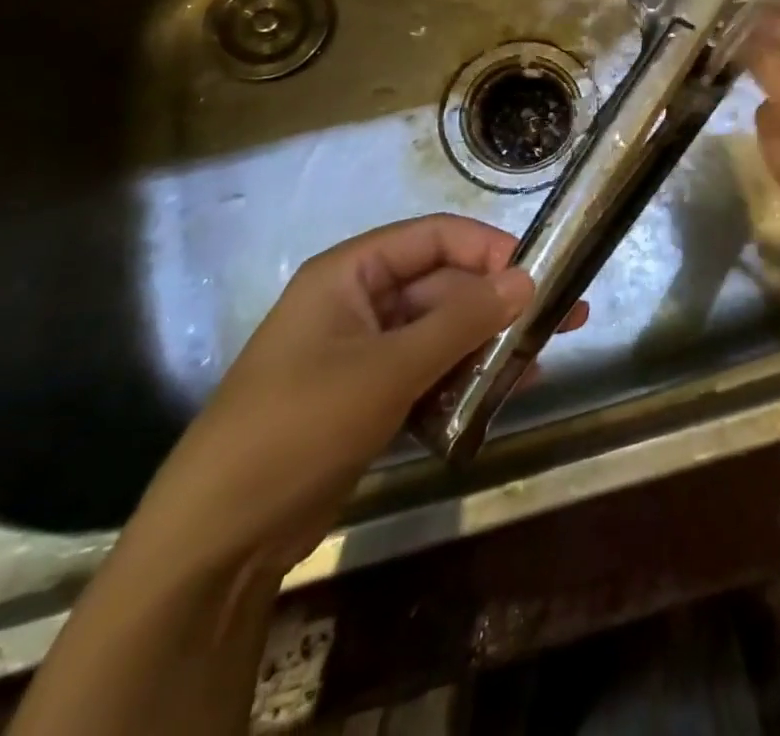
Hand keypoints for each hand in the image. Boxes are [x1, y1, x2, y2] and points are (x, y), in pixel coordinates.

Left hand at [128, 214, 584, 578]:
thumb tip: (528, 280)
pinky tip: (508, 391)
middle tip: (563, 317)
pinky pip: (430, 372)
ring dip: (489, 343)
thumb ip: (463, 321)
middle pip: (444, 287)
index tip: (538, 271)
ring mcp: (365, 353)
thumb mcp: (388, 368)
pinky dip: (466, 380)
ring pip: (442, 332)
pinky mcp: (370, 398)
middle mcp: (360, 303)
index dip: (488, 248)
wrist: (217, 541)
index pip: (433, 238)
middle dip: (499, 304)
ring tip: (545, 356)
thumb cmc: (299, 426)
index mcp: (350, 274)